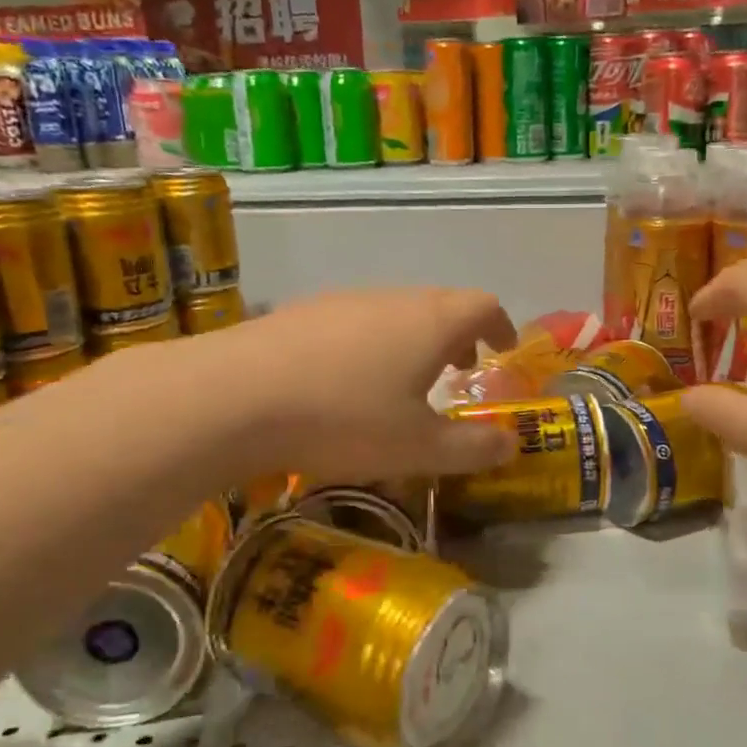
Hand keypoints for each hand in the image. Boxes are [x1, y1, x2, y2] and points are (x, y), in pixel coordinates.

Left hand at [196, 287, 519, 482]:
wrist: (234, 396)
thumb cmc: (344, 419)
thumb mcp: (419, 448)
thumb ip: (473, 447)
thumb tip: (512, 442)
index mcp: (431, 321)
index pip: (484, 304)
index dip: (501, 326)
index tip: (501, 352)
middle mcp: (392, 299)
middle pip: (439, 304)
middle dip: (457, 337)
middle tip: (457, 372)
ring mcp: (343, 300)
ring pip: (394, 312)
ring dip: (412, 340)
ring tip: (401, 383)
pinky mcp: (301, 312)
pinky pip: (353, 321)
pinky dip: (369, 344)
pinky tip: (343, 383)